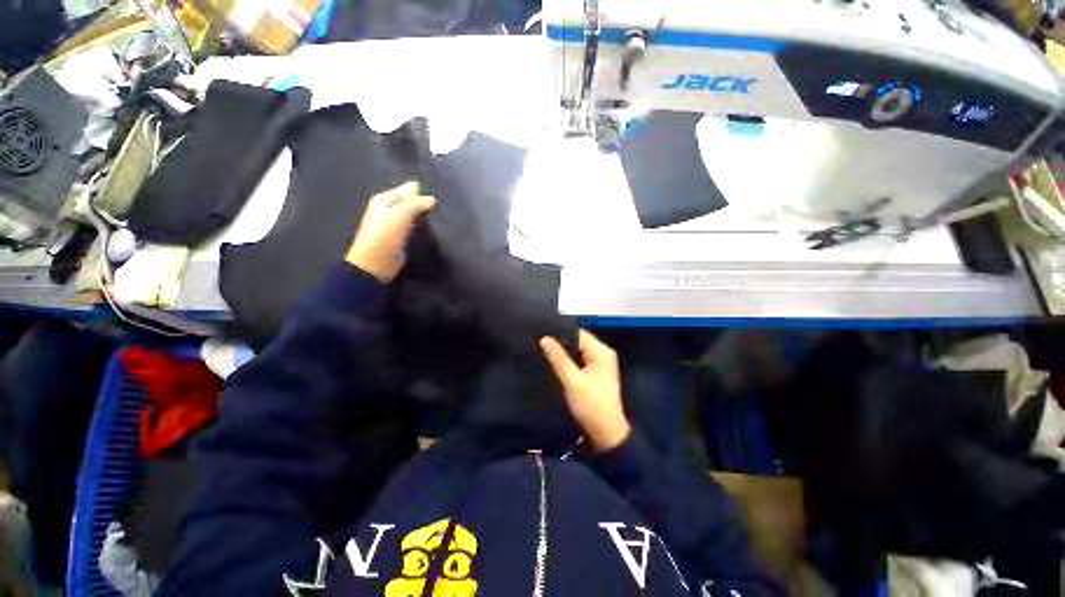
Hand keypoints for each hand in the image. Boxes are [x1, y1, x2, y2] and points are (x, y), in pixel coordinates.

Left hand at [346, 181, 435, 281]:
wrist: (375, 263)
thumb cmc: (385, 236)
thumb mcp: (401, 214)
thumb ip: (417, 203)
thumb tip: (432, 199)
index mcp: (384, 199)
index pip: (408, 189)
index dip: (422, 193)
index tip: (437, 201)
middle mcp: (387, 209)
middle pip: (410, 202)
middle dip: (423, 204)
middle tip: (439, 210)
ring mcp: (393, 224)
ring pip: (412, 215)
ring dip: (422, 216)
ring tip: (437, 219)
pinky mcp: (398, 237)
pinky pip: (412, 227)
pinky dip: (420, 227)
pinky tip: (429, 231)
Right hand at [540, 330, 629, 451]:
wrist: (606, 433)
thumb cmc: (591, 405)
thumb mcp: (572, 381)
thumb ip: (558, 358)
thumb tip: (544, 338)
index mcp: (601, 351)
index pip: (578, 333)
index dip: (560, 332)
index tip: (541, 332)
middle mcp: (603, 353)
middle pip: (578, 341)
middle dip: (560, 342)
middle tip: (539, 342)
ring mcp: (600, 363)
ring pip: (578, 351)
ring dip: (563, 352)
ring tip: (543, 350)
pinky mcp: (596, 373)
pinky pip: (579, 360)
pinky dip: (568, 361)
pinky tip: (554, 362)